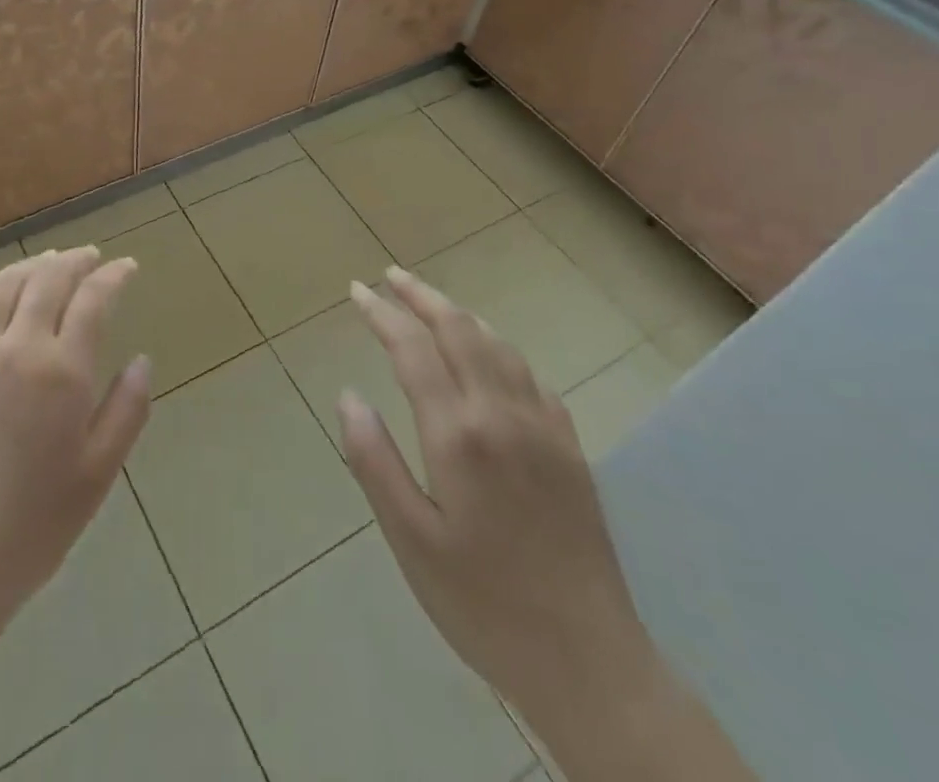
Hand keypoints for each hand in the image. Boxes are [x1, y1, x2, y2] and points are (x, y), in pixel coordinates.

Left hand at [0, 248, 152, 641]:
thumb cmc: (29, 531)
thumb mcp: (96, 477)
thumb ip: (126, 411)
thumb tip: (142, 361)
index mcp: (61, 372)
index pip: (93, 299)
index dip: (113, 276)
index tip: (126, 267)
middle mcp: (14, 347)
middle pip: (47, 281)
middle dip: (73, 261)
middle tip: (89, 257)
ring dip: (27, 267)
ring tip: (45, 262)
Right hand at [337, 268, 651, 709]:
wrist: (589, 662)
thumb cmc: (483, 604)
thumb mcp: (410, 541)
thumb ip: (373, 461)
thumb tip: (348, 395)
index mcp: (458, 434)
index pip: (413, 349)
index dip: (381, 314)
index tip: (357, 291)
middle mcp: (502, 414)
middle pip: (459, 329)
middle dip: (421, 296)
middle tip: (389, 275)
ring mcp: (543, 427)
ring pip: (497, 344)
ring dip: (459, 314)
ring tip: (430, 303)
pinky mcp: (570, 446)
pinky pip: (529, 374)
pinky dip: (498, 346)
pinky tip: (488, 354)